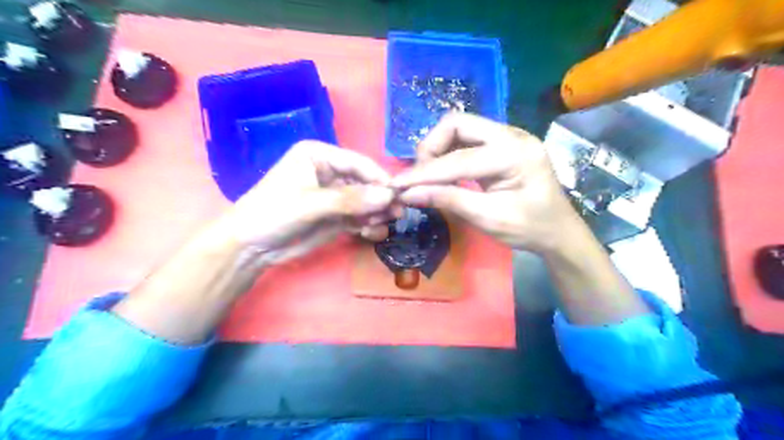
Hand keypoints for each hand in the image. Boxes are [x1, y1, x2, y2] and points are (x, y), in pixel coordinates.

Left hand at [212, 140, 394, 268]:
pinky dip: (369, 224)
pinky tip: (371, 233)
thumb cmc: (274, 213)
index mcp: (320, 155)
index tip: (398, 195)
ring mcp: (335, 195)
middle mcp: (330, 172)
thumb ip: (351, 199)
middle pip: (365, 182)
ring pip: (366, 201)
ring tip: (382, 226)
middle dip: (380, 198)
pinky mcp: (336, 215)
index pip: (358, 163)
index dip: (379, 178)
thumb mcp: (311, 203)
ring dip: (377, 213)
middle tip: (397, 214)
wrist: (251, 247)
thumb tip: (389, 196)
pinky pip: (360, 217)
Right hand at [393, 112, 581, 254]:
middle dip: (430, 148)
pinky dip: (449, 151)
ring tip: (427, 175)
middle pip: (457, 124)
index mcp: (515, 154)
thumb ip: (448, 201)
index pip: (458, 158)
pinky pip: (468, 137)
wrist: (558, 230)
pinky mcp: (503, 142)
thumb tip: (408, 194)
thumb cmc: (529, 229)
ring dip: (438, 148)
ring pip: (460, 127)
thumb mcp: (488, 219)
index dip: (424, 173)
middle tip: (418, 176)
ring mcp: (508, 135)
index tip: (396, 186)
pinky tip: (443, 171)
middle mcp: (512, 134)